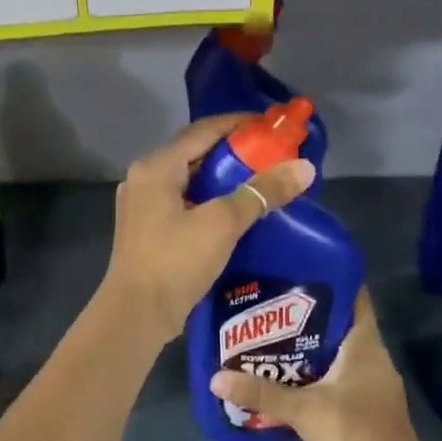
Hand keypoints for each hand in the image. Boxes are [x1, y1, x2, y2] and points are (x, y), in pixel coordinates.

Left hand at [101, 114, 314, 347]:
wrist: (136, 316)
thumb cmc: (175, 261)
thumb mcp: (222, 223)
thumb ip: (262, 193)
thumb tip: (305, 168)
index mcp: (155, 167)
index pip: (203, 131)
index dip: (239, 124)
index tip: (273, 126)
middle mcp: (144, 180)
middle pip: (196, 154)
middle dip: (236, 154)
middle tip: (274, 157)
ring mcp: (143, 207)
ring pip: (191, 182)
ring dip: (224, 180)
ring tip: (262, 183)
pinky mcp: (148, 231)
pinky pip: (184, 204)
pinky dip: (211, 202)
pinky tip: (237, 213)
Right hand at [210, 290, 428, 440]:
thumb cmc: (353, 430)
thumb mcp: (301, 410)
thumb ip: (261, 393)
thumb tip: (215, 378)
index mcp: (364, 344)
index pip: (355, 298)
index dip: (332, 281)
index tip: (300, 272)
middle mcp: (374, 356)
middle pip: (344, 324)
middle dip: (312, 316)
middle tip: (273, 307)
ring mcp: (376, 382)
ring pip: (343, 351)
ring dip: (315, 346)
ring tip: (276, 339)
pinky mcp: (372, 404)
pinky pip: (345, 374)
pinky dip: (322, 370)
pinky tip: (295, 377)